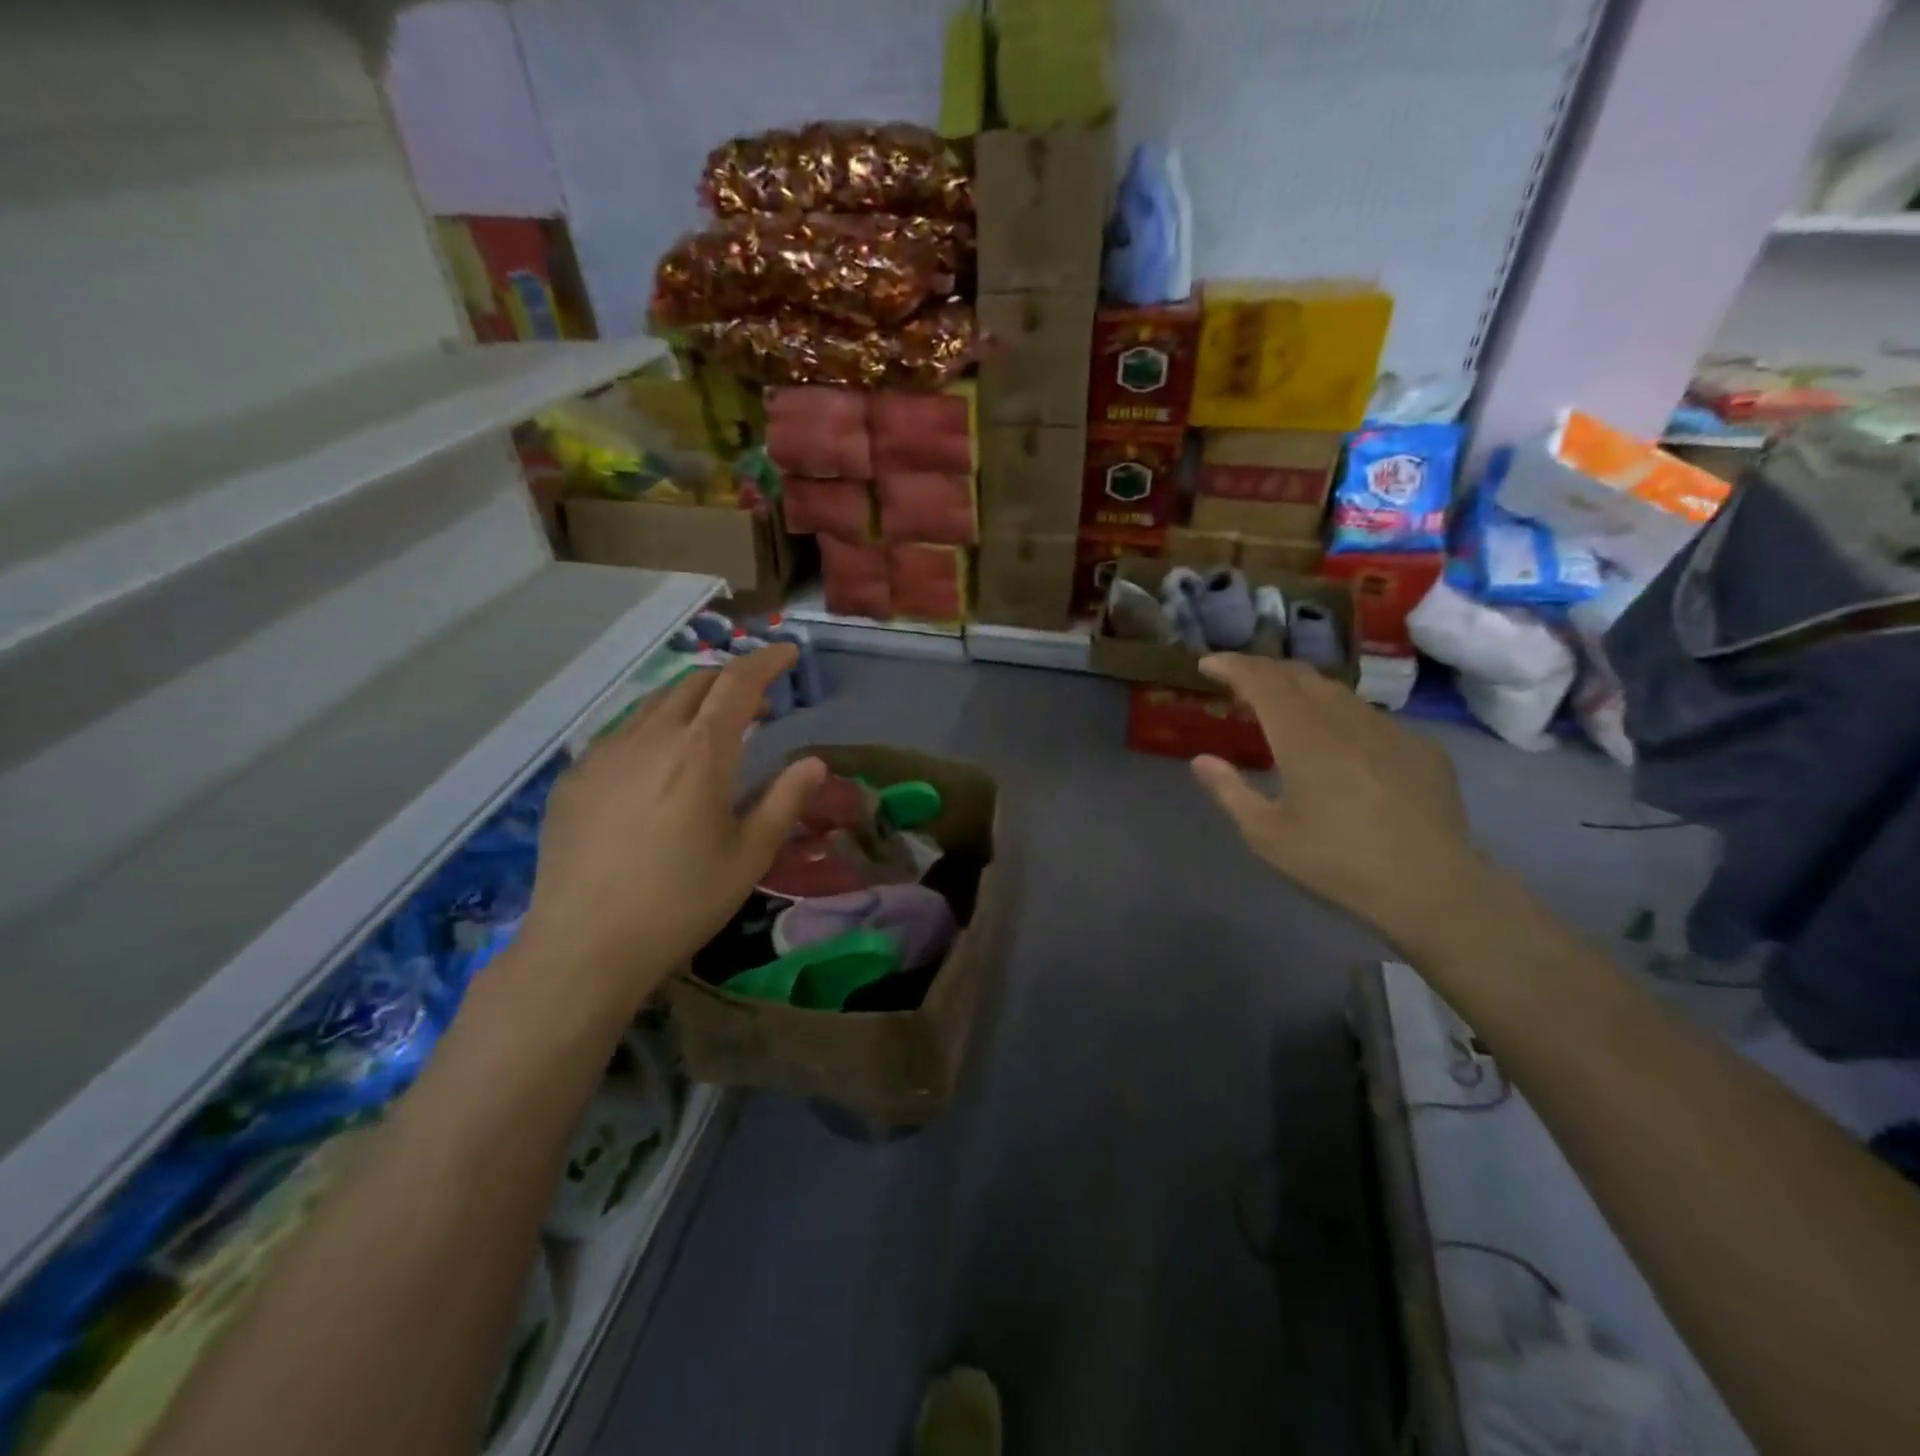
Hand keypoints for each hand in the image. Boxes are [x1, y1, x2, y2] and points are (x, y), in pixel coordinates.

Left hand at [515, 646, 825, 1020]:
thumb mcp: (748, 857)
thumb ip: (784, 801)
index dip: (766, 661)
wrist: (583, 947)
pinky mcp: (575, 777)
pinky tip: (658, 766)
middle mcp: (649, 738)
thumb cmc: (680, 903)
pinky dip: (654, 728)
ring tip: (710, 731)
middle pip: (694, 683)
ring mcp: (604, 754)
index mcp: (699, 753)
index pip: (737, 683)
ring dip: (691, 702)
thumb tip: (815, 762)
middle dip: (730, 679)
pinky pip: (622, 732)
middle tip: (756, 704)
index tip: (788, 652)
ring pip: (654, 703)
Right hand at [1190, 654, 1486, 946]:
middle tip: (1240, 682)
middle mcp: (1346, 719)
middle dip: (1264, 670)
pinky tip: (1340, 745)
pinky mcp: (1421, 747)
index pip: (1262, 680)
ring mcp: (1389, 730)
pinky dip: (1340, 717)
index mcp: (1303, 736)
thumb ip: (1229, 791)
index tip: (1208, 664)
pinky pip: (1370, 718)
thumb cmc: (1337, 862)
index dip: (1232, 665)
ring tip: (1284, 709)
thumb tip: (1201, 760)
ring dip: (1302, 690)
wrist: (1432, 887)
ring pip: (1337, 692)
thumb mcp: (1267, 834)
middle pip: (1300, 675)